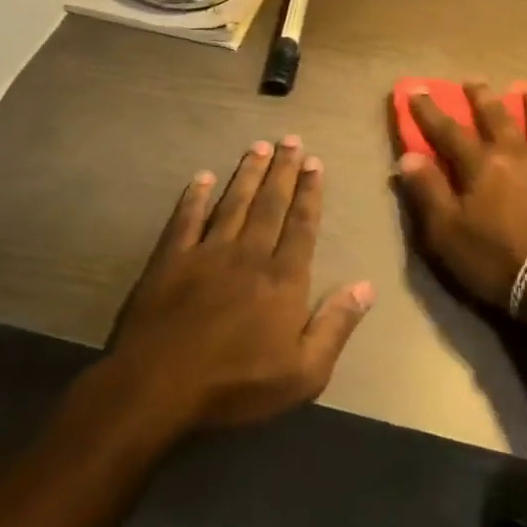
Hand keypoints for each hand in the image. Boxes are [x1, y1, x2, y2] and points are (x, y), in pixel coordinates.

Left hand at [107, 136, 373, 432]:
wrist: (158, 388)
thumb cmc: (237, 385)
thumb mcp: (303, 372)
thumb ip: (336, 325)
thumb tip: (367, 286)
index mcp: (283, 278)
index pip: (301, 224)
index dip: (309, 192)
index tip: (314, 162)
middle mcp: (248, 254)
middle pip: (270, 204)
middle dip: (283, 170)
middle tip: (291, 139)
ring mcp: (207, 253)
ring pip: (233, 203)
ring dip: (247, 174)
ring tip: (258, 147)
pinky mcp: (170, 260)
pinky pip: (186, 219)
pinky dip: (194, 197)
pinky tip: (201, 178)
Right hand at [394, 83, 526, 313]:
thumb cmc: (496, 259)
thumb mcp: (446, 233)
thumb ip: (428, 192)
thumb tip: (409, 156)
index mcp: (481, 165)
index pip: (449, 131)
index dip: (430, 111)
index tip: (416, 89)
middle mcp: (518, 155)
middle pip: (498, 118)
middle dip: (482, 98)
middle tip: (474, 80)